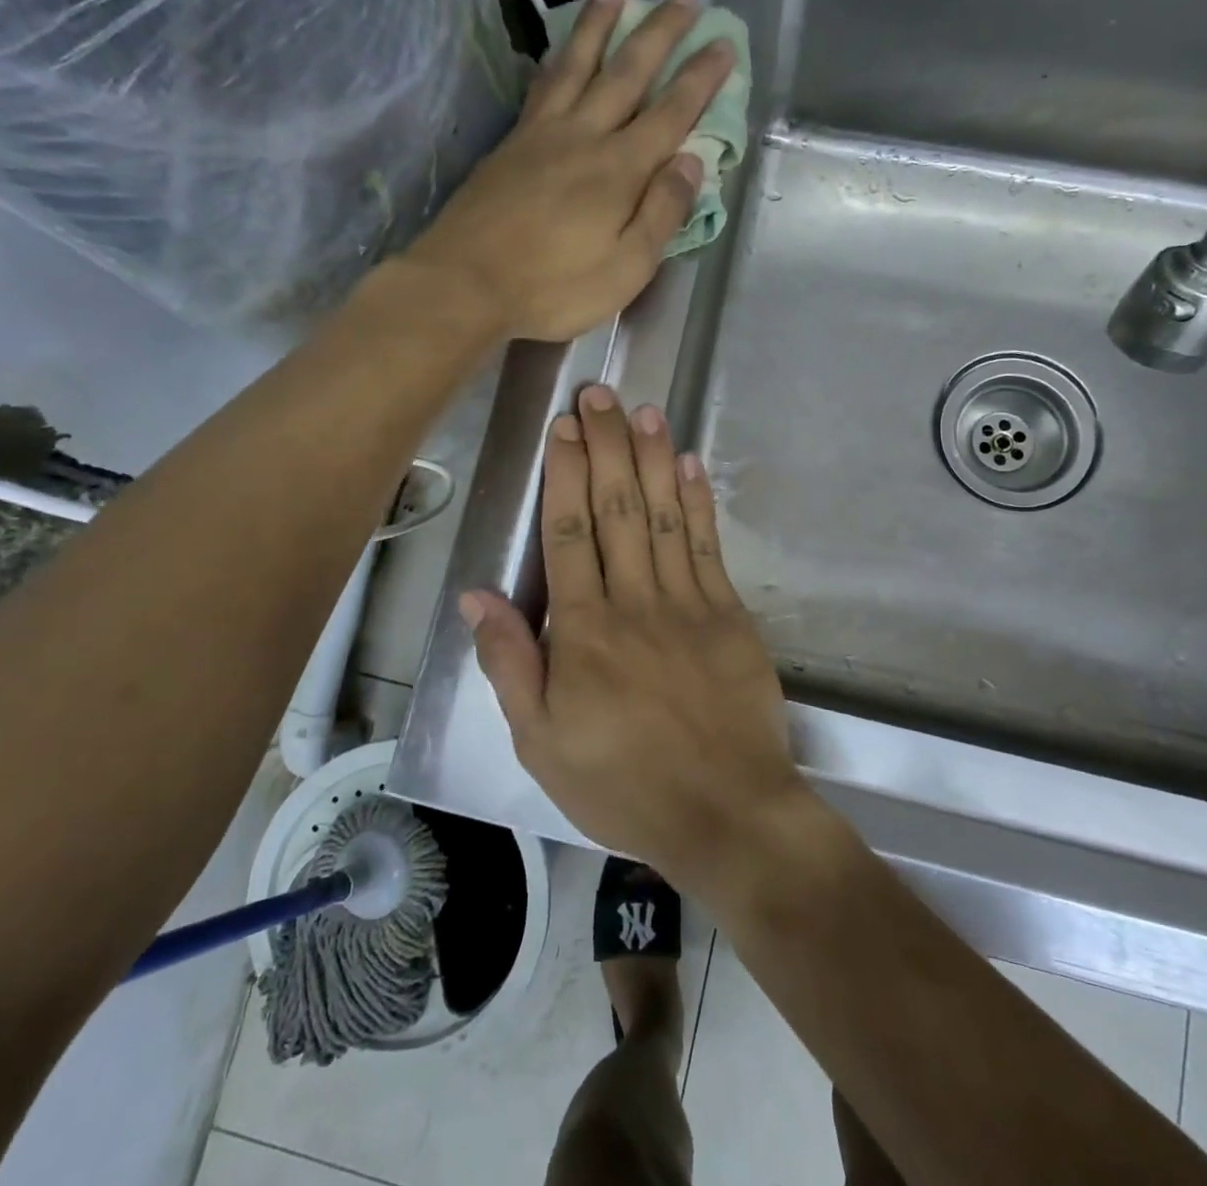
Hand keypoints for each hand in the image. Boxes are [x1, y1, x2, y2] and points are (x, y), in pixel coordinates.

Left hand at [405, 0, 735, 342]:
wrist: (465, 283)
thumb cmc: (554, 287)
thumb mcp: (626, 268)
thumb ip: (661, 214)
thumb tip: (691, 162)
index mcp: (619, 170)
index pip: (670, 113)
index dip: (699, 79)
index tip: (722, 44)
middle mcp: (583, 137)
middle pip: (626, 73)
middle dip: (659, 34)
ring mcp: (541, 135)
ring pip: (576, 66)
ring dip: (599, 27)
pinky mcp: (509, 145)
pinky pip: (541, 86)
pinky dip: (557, 60)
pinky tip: (559, 52)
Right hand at [459, 384, 809, 890]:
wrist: (724, 813)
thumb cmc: (622, 784)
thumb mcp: (540, 742)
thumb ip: (510, 663)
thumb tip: (476, 597)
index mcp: (583, 631)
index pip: (569, 533)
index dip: (565, 474)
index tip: (564, 427)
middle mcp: (635, 602)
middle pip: (617, 509)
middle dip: (606, 446)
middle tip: (600, 394)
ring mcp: (689, 603)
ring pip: (664, 515)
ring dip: (652, 458)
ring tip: (643, 410)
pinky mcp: (729, 616)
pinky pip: (708, 547)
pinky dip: (698, 502)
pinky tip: (689, 465)